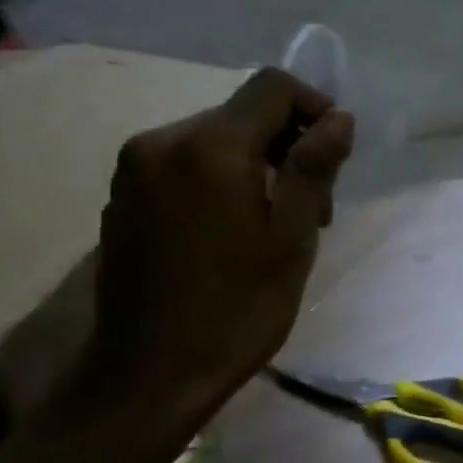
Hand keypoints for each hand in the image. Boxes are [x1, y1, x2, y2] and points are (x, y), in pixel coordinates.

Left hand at [84, 68, 354, 416]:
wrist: (149, 374)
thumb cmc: (236, 307)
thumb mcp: (291, 237)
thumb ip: (314, 167)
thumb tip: (339, 118)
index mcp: (209, 147)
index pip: (272, 87)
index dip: (315, 107)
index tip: (337, 154)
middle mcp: (163, 141)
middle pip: (243, 113)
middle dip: (289, 145)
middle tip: (316, 207)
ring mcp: (135, 169)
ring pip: (216, 140)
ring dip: (257, 165)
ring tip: (277, 224)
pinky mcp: (123, 197)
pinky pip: (186, 165)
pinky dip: (222, 180)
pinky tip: (234, 232)